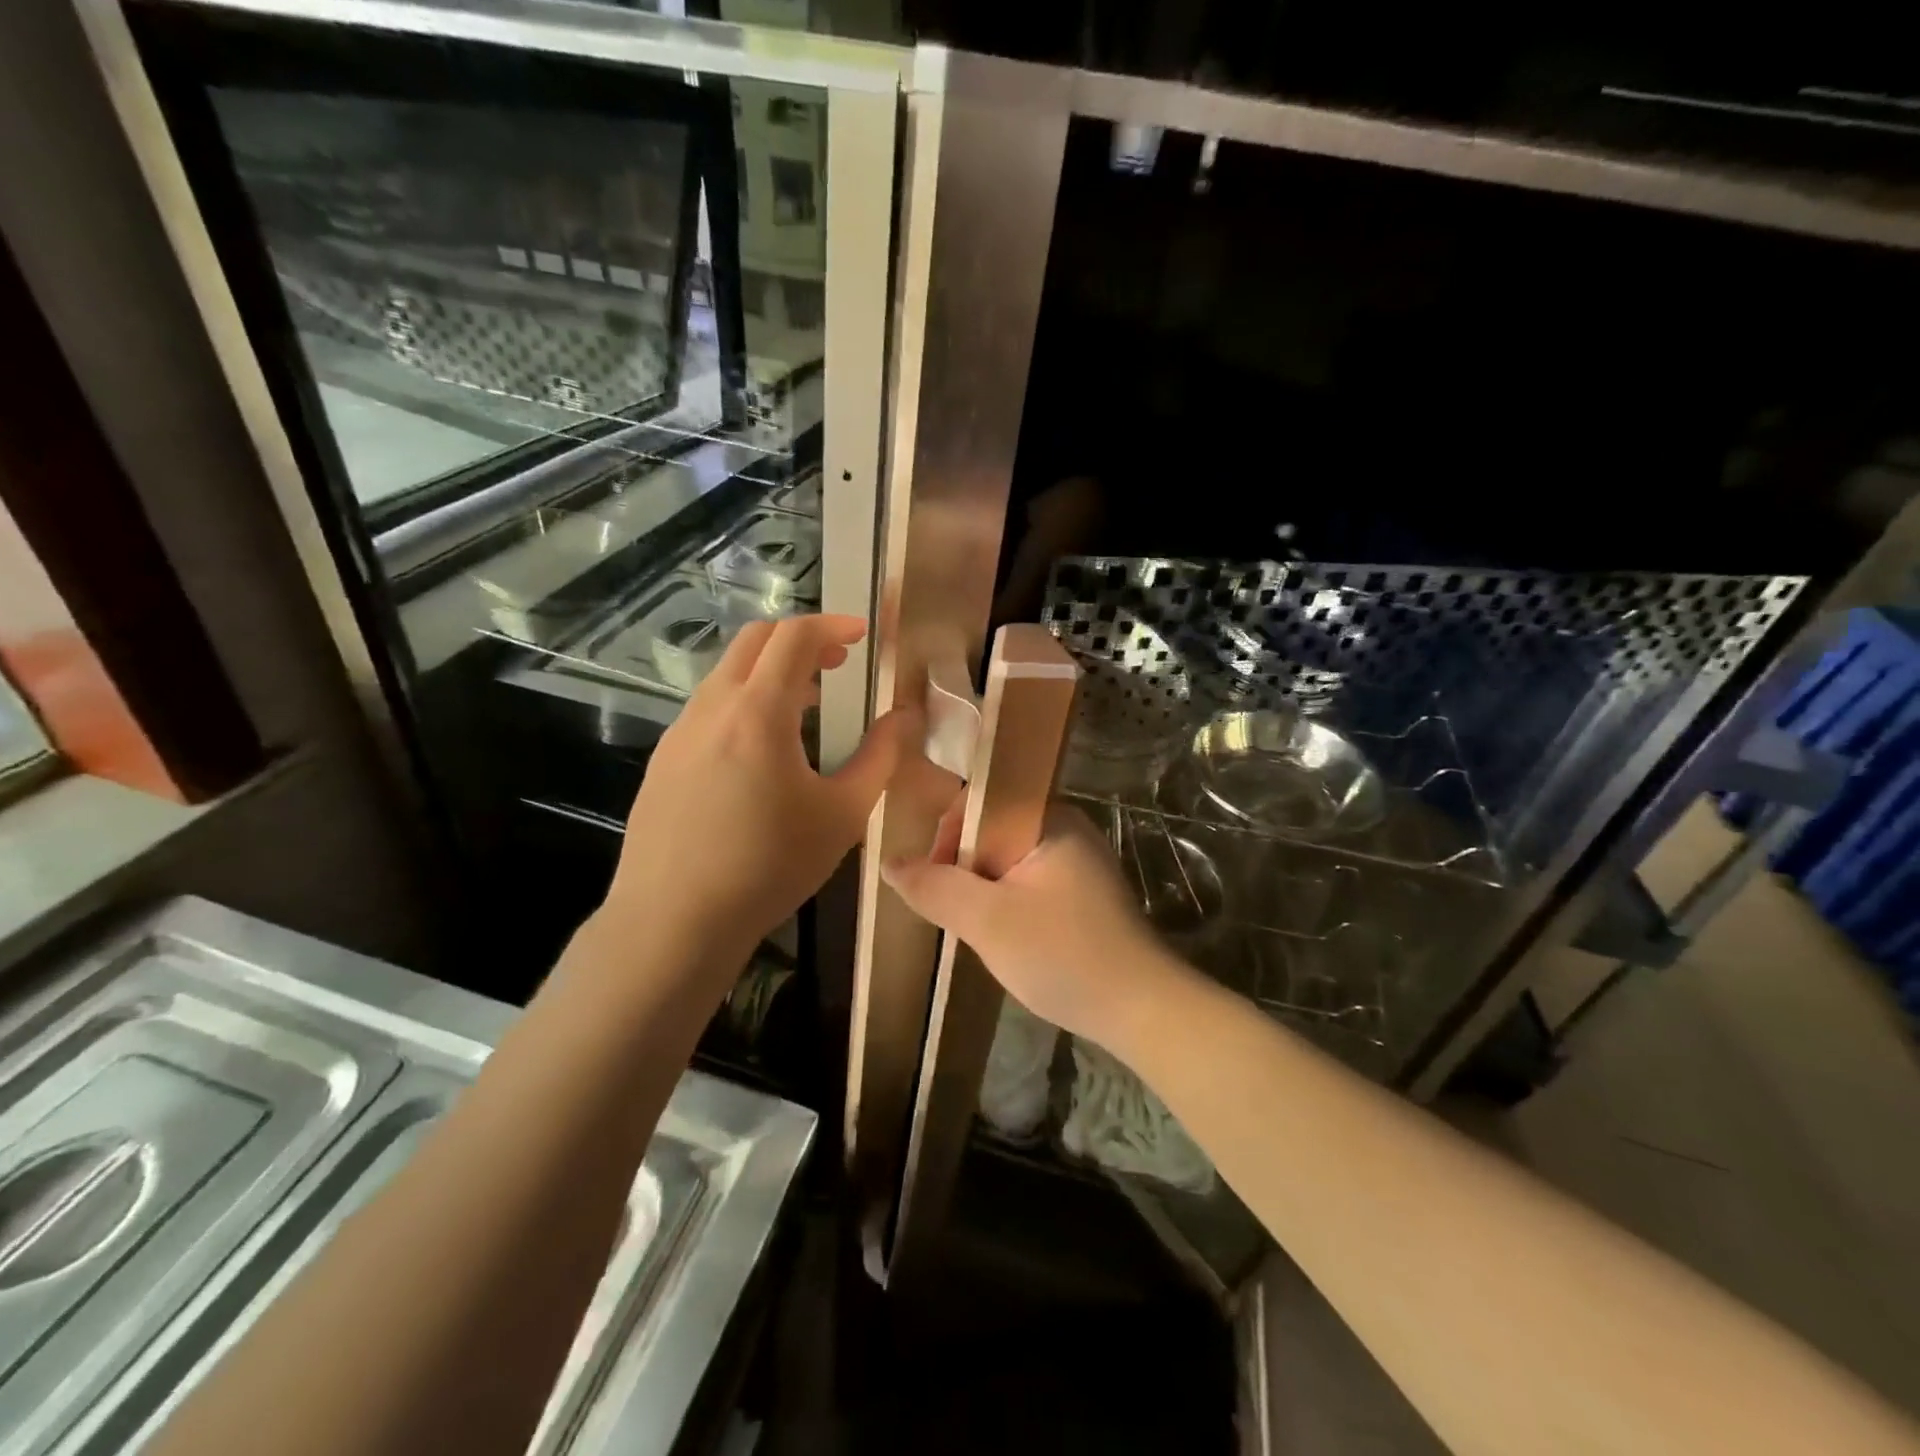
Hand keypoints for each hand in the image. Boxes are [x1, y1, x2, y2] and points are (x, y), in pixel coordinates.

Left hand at [604, 614, 920, 968]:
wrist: (673, 921)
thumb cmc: (769, 866)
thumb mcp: (842, 814)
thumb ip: (879, 757)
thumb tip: (905, 717)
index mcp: (757, 712)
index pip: (794, 636)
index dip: (832, 625)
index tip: (862, 634)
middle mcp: (711, 708)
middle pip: (754, 641)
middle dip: (799, 639)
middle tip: (837, 663)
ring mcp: (679, 733)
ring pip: (727, 675)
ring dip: (770, 673)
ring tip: (805, 707)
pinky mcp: (663, 761)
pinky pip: (708, 709)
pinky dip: (743, 703)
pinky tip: (760, 752)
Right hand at [882, 799, 1192, 1048]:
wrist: (1142, 1010)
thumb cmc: (1064, 955)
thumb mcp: (987, 921)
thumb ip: (935, 887)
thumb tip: (889, 864)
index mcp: (1049, 818)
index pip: (980, 802)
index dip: (947, 836)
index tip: (936, 882)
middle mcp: (1066, 828)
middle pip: (991, 831)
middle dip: (964, 870)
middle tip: (957, 915)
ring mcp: (1078, 862)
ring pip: (1006, 861)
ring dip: (983, 891)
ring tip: (980, 931)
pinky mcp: (1082, 894)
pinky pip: (1027, 882)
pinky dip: (1006, 904)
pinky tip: (1007, 939)